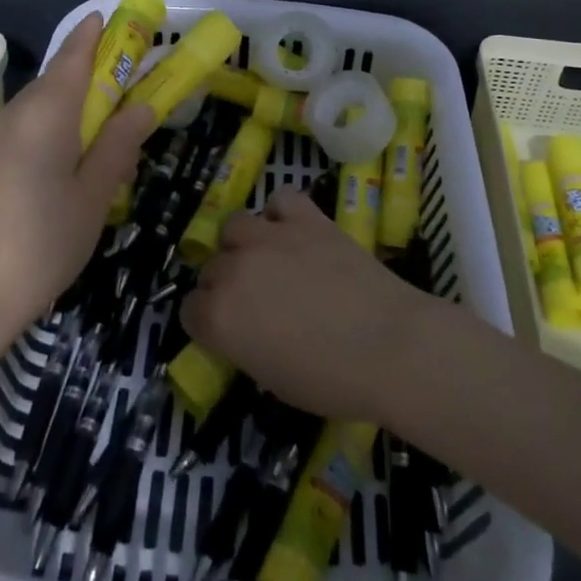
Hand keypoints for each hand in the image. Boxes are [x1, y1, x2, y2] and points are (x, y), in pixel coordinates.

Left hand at [0, 13, 151, 346]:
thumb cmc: (46, 241)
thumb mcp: (94, 194)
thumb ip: (119, 144)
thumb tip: (143, 106)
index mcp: (46, 115)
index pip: (73, 58)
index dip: (93, 35)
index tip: (113, 19)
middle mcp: (16, 115)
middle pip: (56, 77)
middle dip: (90, 68)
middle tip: (127, 76)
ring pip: (41, 102)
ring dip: (73, 98)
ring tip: (107, 117)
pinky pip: (28, 124)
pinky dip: (55, 121)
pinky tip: (72, 150)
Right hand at [180, 186, 436, 423]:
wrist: (390, 346)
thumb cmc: (331, 380)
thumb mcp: (272, 379)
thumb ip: (244, 345)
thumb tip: (245, 330)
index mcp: (219, 316)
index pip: (190, 310)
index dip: (207, 323)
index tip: (228, 332)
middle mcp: (234, 269)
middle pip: (211, 267)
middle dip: (225, 285)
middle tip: (255, 302)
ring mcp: (270, 237)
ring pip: (235, 225)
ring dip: (245, 244)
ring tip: (268, 260)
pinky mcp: (306, 218)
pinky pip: (279, 200)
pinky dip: (281, 213)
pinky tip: (293, 232)